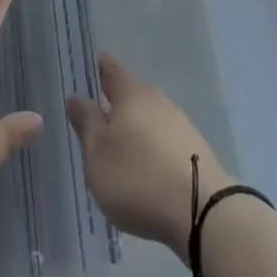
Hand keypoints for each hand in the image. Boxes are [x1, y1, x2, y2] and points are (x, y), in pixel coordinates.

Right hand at [67, 53, 228, 255]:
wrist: (200, 210)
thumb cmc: (137, 176)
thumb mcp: (98, 153)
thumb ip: (86, 123)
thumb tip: (76, 96)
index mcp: (131, 94)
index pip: (111, 68)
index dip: (98, 66)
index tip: (86, 69)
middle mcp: (157, 100)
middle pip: (131, 94)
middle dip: (114, 102)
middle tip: (94, 116)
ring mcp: (179, 124)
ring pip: (148, 117)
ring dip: (132, 128)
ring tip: (115, 148)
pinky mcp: (193, 150)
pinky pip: (162, 140)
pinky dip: (149, 147)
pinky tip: (142, 168)